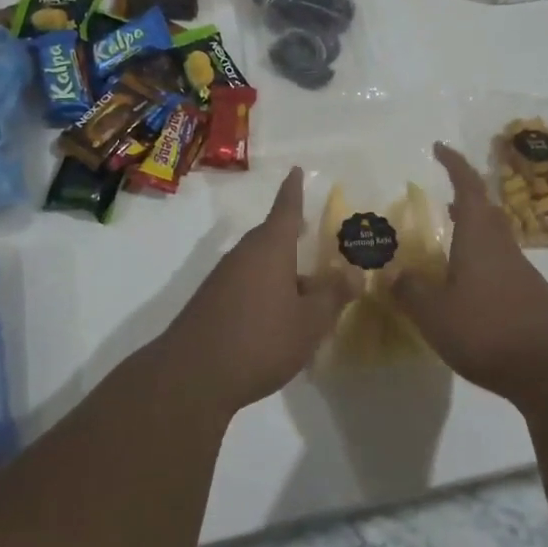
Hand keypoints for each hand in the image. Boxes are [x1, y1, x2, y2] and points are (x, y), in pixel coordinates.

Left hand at [159, 167, 357, 413]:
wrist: (192, 377)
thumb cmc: (260, 340)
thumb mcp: (309, 322)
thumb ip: (333, 296)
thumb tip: (355, 273)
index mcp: (270, 248)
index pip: (285, 209)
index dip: (293, 191)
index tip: (295, 170)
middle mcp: (244, 255)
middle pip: (272, 239)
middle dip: (293, 239)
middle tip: (313, 239)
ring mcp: (223, 279)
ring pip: (260, 265)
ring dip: (282, 273)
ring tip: (307, 294)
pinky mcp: (211, 303)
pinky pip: (247, 286)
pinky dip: (266, 292)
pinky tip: (278, 321)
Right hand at [393, 143, 547, 400]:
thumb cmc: (489, 330)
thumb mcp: (435, 314)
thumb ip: (410, 291)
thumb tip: (391, 273)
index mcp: (479, 238)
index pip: (467, 187)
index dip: (454, 164)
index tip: (439, 148)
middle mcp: (502, 246)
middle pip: (485, 211)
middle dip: (463, 199)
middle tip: (442, 199)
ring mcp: (521, 272)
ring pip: (493, 239)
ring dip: (472, 232)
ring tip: (448, 244)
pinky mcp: (530, 297)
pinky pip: (500, 265)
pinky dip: (480, 262)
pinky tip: (467, 288)